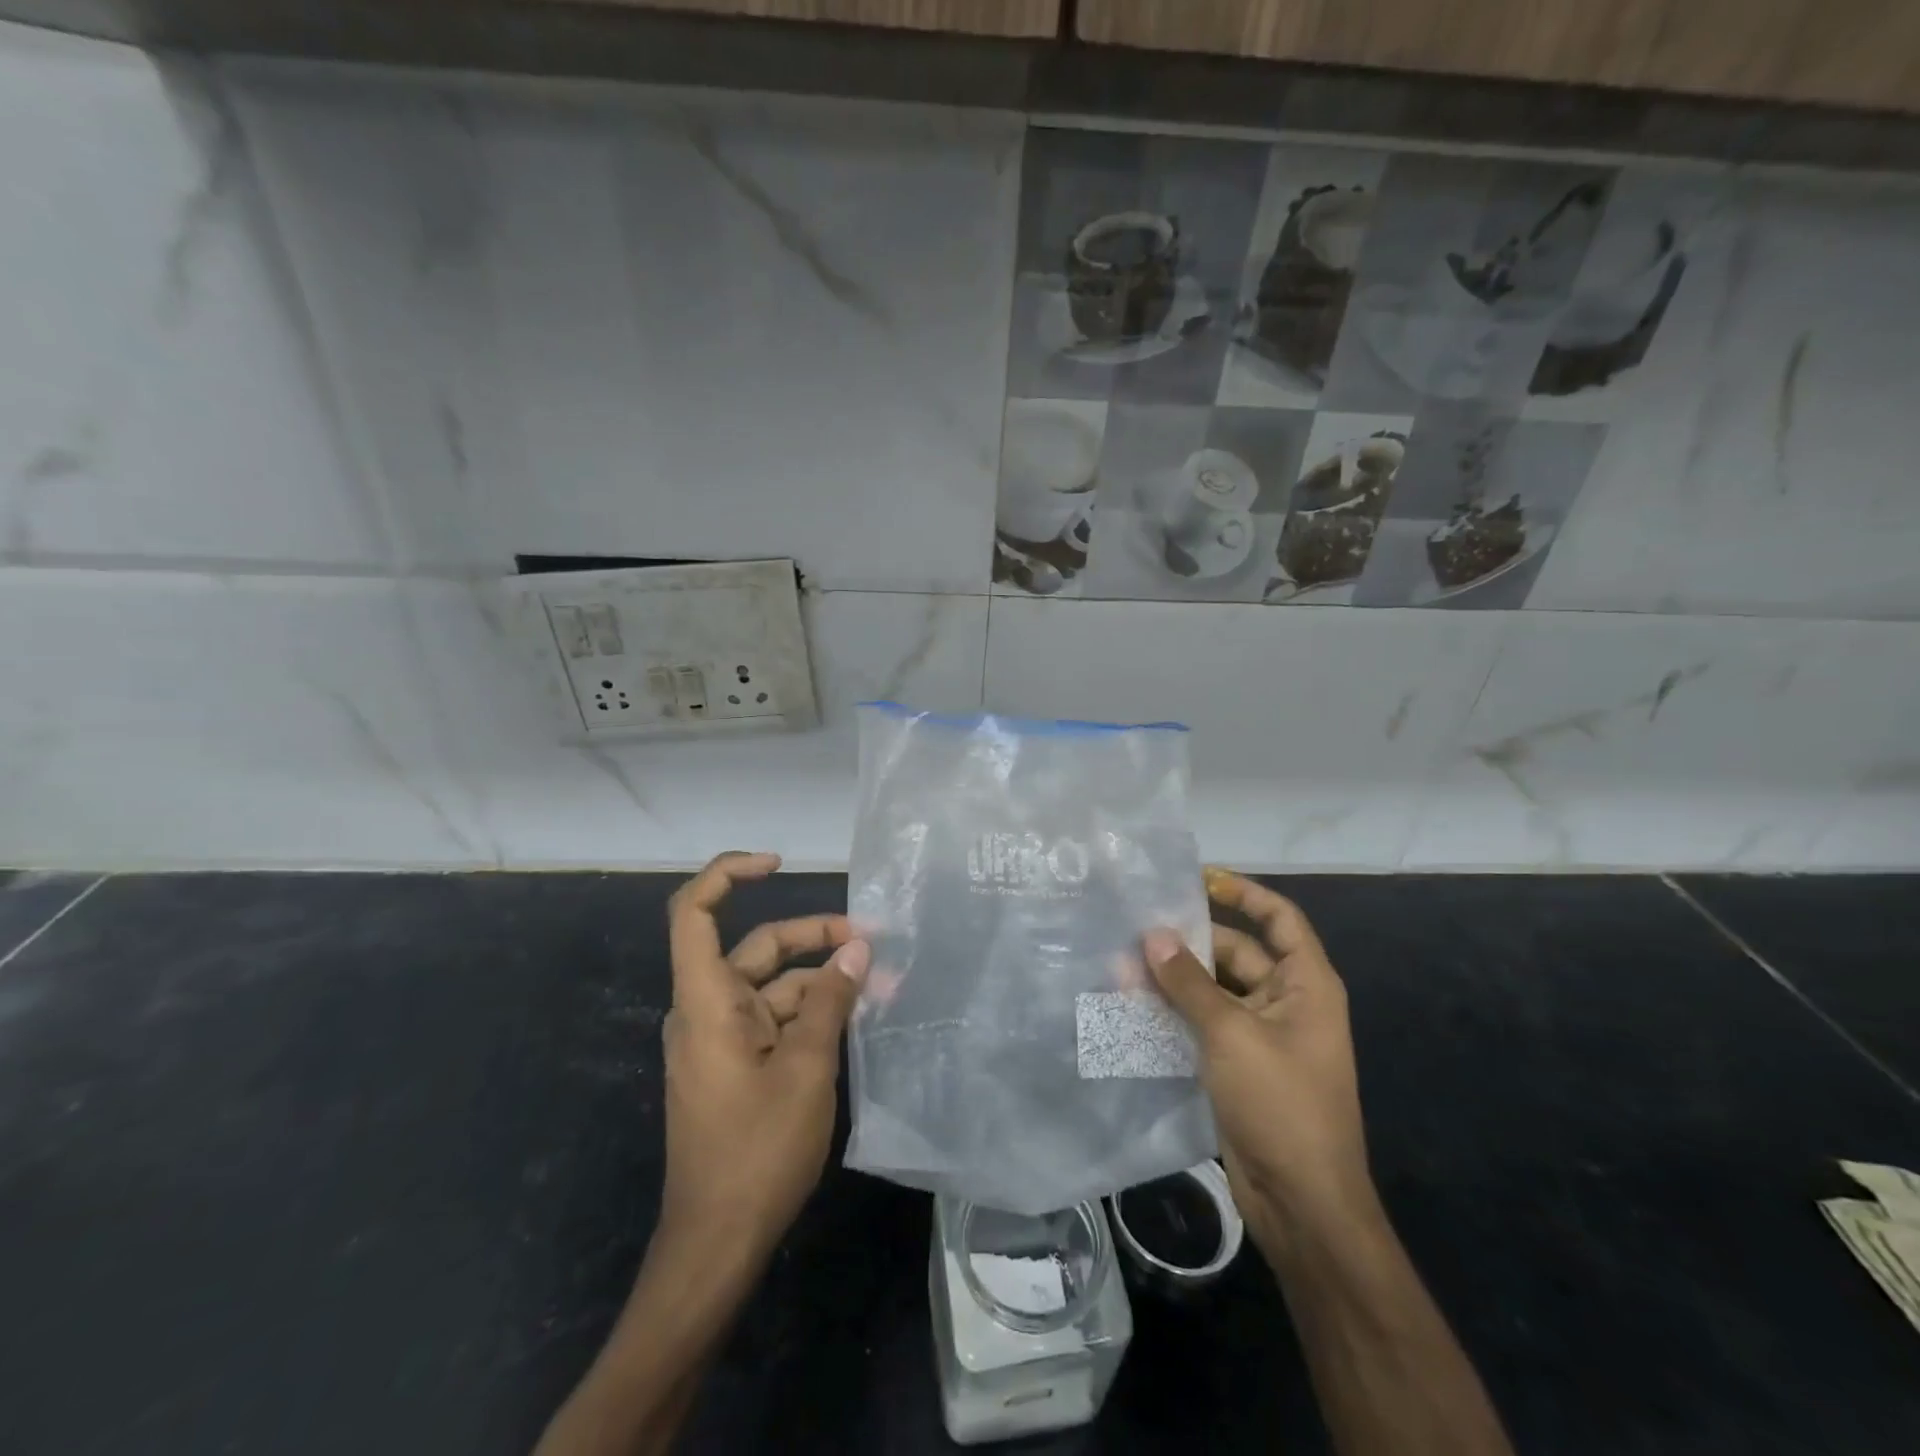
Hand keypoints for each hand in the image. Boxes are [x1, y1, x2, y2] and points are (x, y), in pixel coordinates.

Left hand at [658, 851, 869, 1271]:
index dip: (728, 874)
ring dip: (824, 982)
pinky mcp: (737, 1066)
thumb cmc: (756, 1151)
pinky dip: (814, 1013)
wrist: (717, 1244)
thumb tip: (857, 950)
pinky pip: (776, 1020)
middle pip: (757, 948)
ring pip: (775, 987)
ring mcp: (722, 1040)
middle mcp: (709, 1010)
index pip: (694, 913)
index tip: (778, 864)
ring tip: (882, 987)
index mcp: (707, 1001)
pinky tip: (857, 1019)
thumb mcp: (807, 1067)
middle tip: (871, 940)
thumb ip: (832, 1000)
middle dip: (814, 938)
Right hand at [1143, 869, 1374, 1253]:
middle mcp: (1285, 1002)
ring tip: (1121, 963)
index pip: (1280, 918)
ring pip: (1212, 990)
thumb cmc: (1281, 1103)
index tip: (1199, 880)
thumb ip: (1188, 982)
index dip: (1244, 893)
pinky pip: (1202, 1023)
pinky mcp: (1236, 1064)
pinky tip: (1131, 1004)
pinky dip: (1172, 1012)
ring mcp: (1259, 1035)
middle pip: (1236, 952)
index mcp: (1306, 984)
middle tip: (1135, 928)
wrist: (1301, 1202)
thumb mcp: (1232, 1034)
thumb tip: (1152, 935)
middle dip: (1189, 942)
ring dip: (1173, 979)